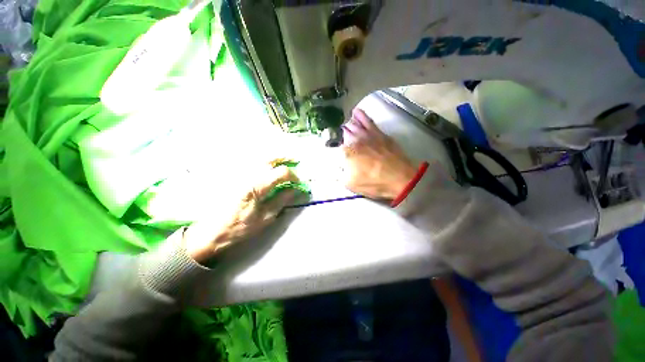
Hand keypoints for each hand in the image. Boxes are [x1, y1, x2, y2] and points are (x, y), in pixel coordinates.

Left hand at [183, 163, 298, 263]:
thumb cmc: (239, 228)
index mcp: (256, 187)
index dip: (293, 176)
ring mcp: (237, 172)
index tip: (298, 182)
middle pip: (270, 158)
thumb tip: (294, 189)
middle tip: (294, 161)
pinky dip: (262, 160)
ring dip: (274, 157)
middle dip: (285, 158)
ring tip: (283, 160)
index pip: (280, 173)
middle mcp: (246, 174)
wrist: (210, 231)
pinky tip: (267, 165)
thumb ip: (281, 201)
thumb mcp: (265, 218)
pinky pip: (250, 161)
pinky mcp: (232, 174)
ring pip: (259, 157)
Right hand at [342, 108, 417, 199]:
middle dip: (342, 133)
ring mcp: (368, 135)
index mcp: (347, 152)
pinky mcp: (379, 133)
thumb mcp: (351, 184)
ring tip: (345, 120)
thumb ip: (341, 174)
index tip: (339, 153)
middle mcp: (355, 140)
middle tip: (341, 135)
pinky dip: (361, 116)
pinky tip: (357, 112)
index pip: (337, 146)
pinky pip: (368, 121)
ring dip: (348, 122)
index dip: (336, 149)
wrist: (400, 178)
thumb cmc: (374, 182)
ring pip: (355, 124)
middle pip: (345, 132)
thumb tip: (339, 166)